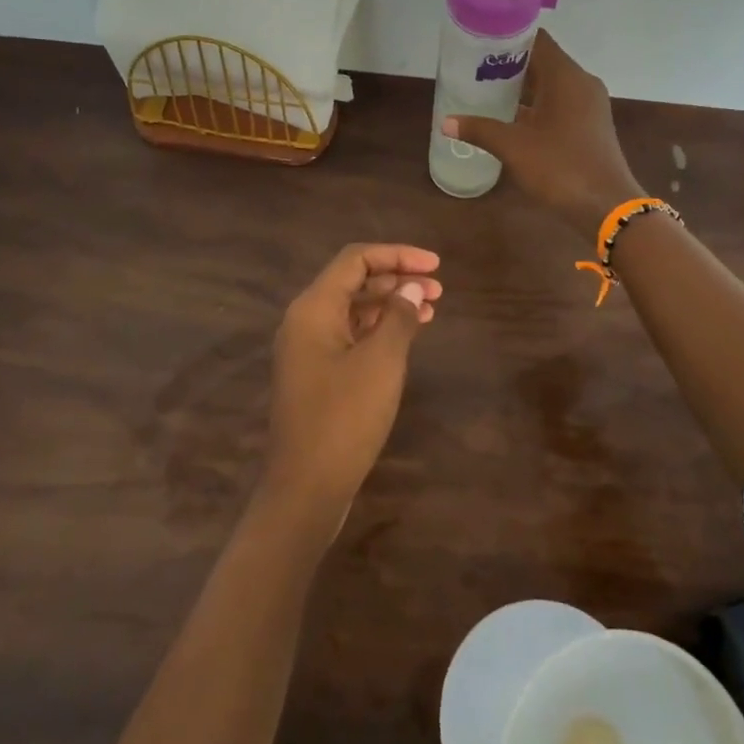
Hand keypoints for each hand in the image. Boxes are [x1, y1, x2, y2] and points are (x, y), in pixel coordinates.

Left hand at [262, 244, 441, 530]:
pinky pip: (349, 335)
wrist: (305, 488)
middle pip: (353, 281)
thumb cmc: (344, 418)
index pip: (356, 260)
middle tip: (438, 289)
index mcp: (313, 308)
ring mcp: (308, 348)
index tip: (435, 265)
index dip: (397, 255)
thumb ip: (399, 316)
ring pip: (353, 309)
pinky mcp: (316, 373)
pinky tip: (406, 336)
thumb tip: (412, 286)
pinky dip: (378, 329)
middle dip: (397, 278)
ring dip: (390, 304)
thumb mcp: (381, 362)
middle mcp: (305, 320)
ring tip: (430, 309)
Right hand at [443, 30, 642, 231]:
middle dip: (509, 64)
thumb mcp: (514, 147)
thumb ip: (480, 129)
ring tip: (485, 91)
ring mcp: (588, 105)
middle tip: (473, 69)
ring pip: (550, 84)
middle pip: (542, 61)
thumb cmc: (560, 167)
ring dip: (521, 87)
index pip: (536, 39)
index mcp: (566, 76)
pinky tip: (510, 118)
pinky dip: (535, 105)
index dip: (507, 37)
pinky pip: (558, 103)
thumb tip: (446, 121)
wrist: (607, 207)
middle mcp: (581, 83)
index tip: (478, 43)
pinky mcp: (589, 125)